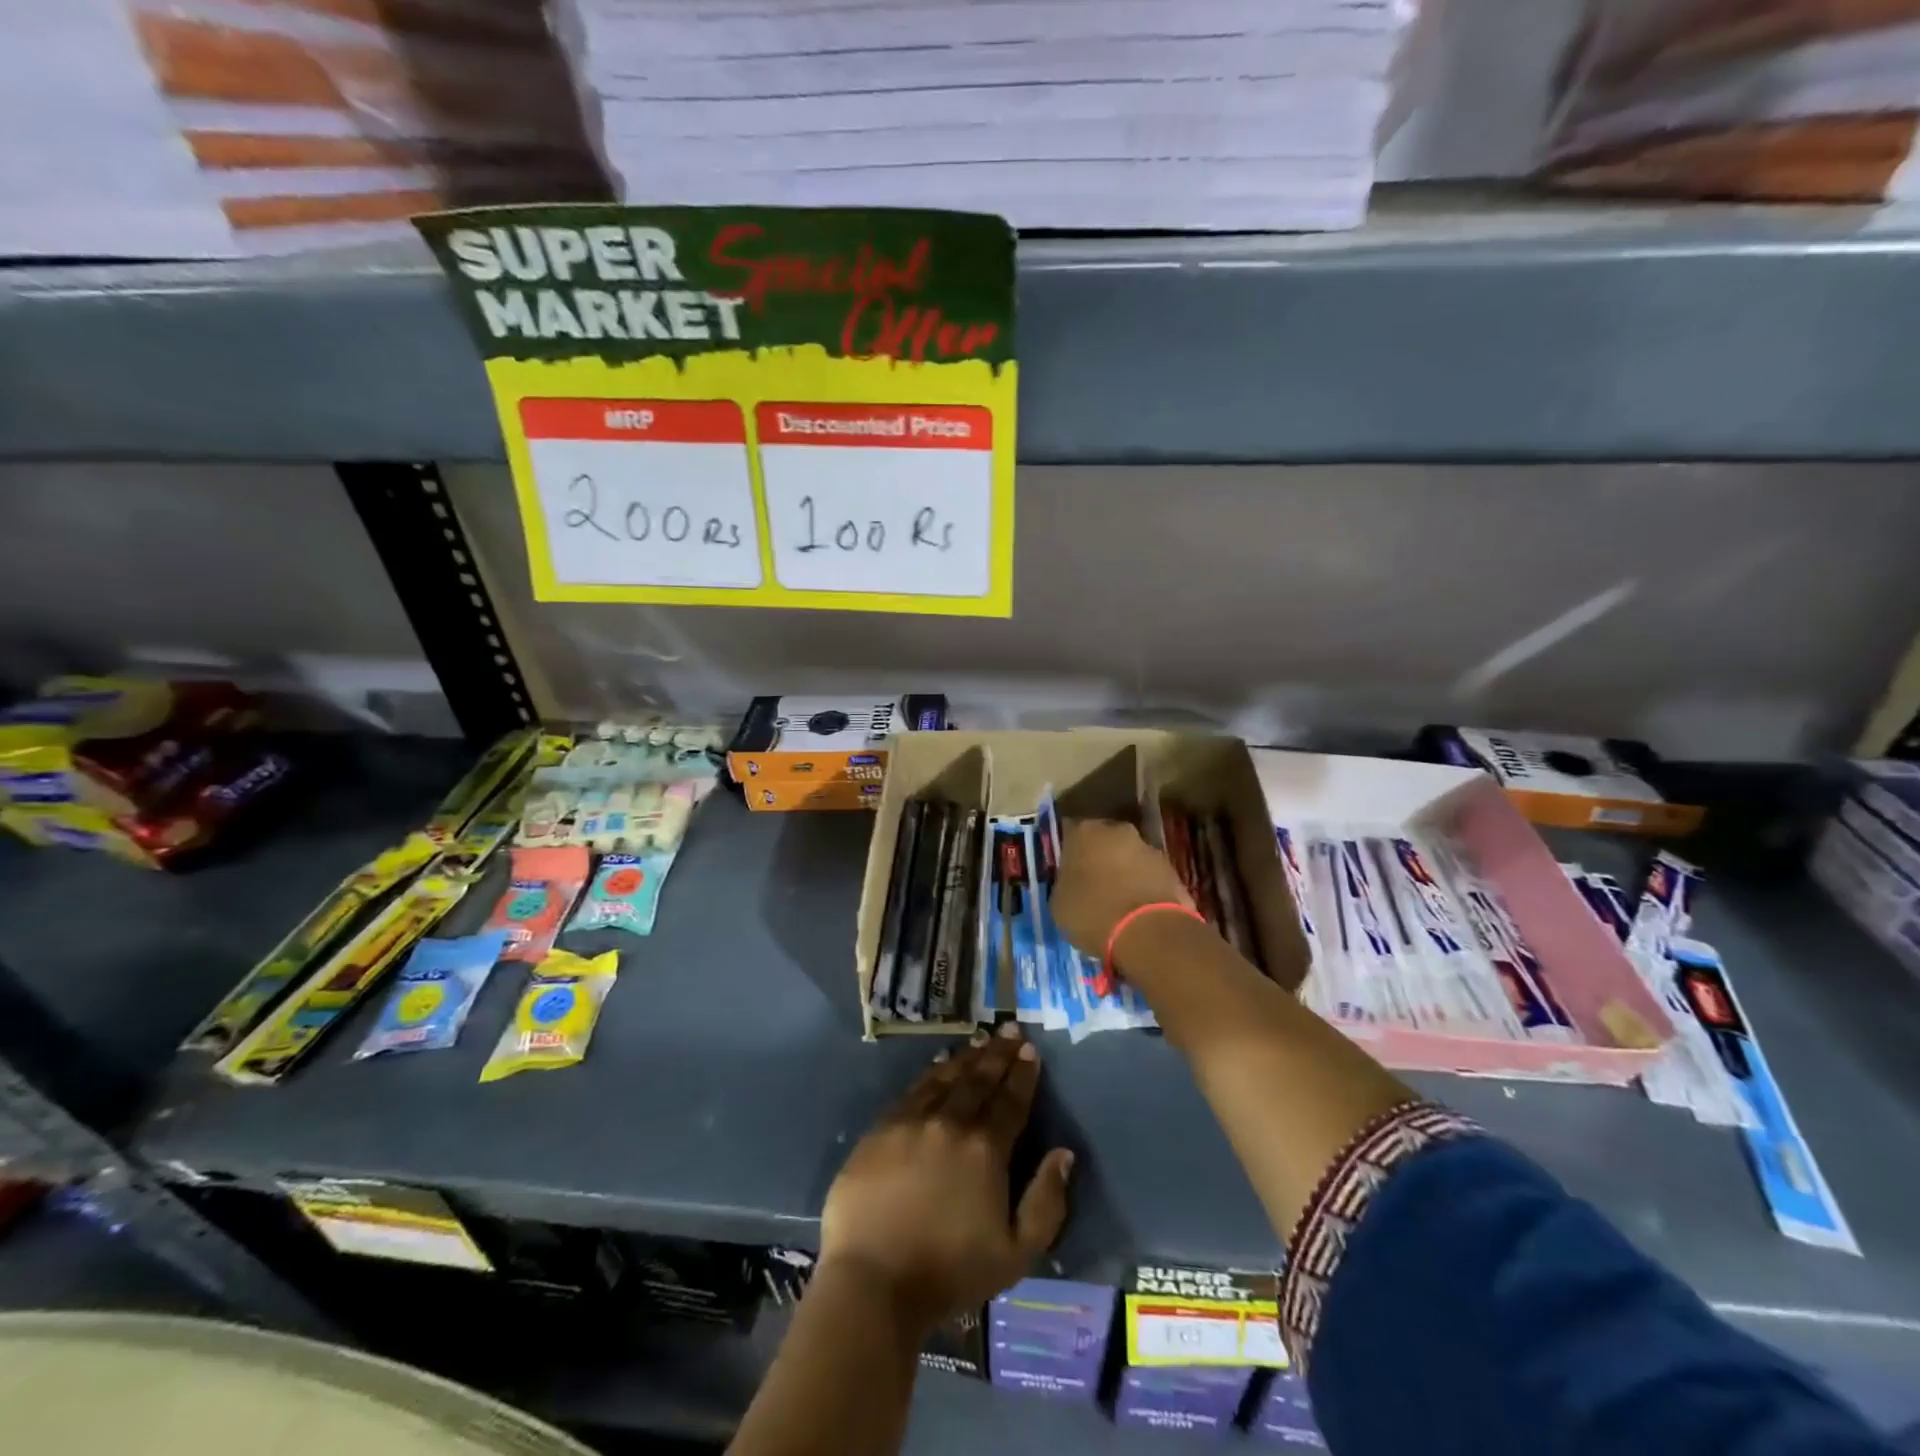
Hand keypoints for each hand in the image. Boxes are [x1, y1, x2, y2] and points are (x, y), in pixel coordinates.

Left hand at [820, 1024, 1073, 1330]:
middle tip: (1011, 1030)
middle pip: (979, 1079)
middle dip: (999, 1053)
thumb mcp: (1016, 1254)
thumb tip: (1064, 1154)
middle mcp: (951, 1122)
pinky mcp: (881, 1128)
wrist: (873, 1280)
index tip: (1031, 1051)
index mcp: (985, 1149)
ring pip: (946, 1077)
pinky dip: (932, 1072)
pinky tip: (939, 1065)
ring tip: (981, 1040)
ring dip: (967, 1057)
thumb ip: (1046, 1202)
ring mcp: (912, 1121)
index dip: (1023, 1074)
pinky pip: (914, 1089)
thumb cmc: (950, 1273)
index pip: (1010, 1100)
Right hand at [1051, 818, 1192, 958]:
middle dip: (1099, 857)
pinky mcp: (1172, 869)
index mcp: (1083, 832)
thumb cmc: (1092, 913)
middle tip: (1093, 883)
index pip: (1070, 833)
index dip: (1069, 852)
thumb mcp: (1059, 903)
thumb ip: (1065, 883)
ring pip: (1129, 856)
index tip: (1068, 870)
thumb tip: (1073, 882)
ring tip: (1118, 901)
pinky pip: (1150, 876)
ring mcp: (1148, 847)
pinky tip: (1139, 910)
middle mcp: (1117, 830)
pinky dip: (1144, 887)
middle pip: (1104, 840)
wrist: (1148, 932)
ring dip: (1124, 871)